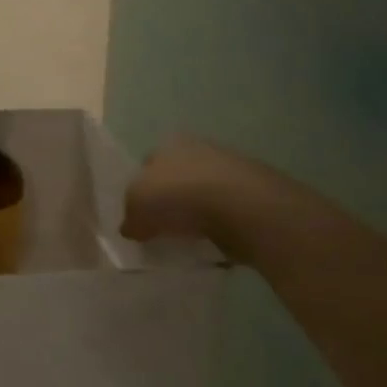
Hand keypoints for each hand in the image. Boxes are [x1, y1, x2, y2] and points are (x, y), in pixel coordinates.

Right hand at [121, 136, 251, 255]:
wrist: (245, 207)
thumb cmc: (179, 197)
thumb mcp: (137, 208)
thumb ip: (130, 218)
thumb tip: (132, 228)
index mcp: (168, 144)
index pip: (147, 165)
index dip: (140, 190)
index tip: (139, 215)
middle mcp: (200, 148)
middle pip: (176, 177)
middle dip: (169, 200)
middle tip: (161, 227)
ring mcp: (231, 169)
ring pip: (203, 194)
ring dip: (196, 213)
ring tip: (188, 238)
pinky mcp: (255, 194)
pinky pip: (227, 213)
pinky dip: (219, 226)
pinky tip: (213, 241)